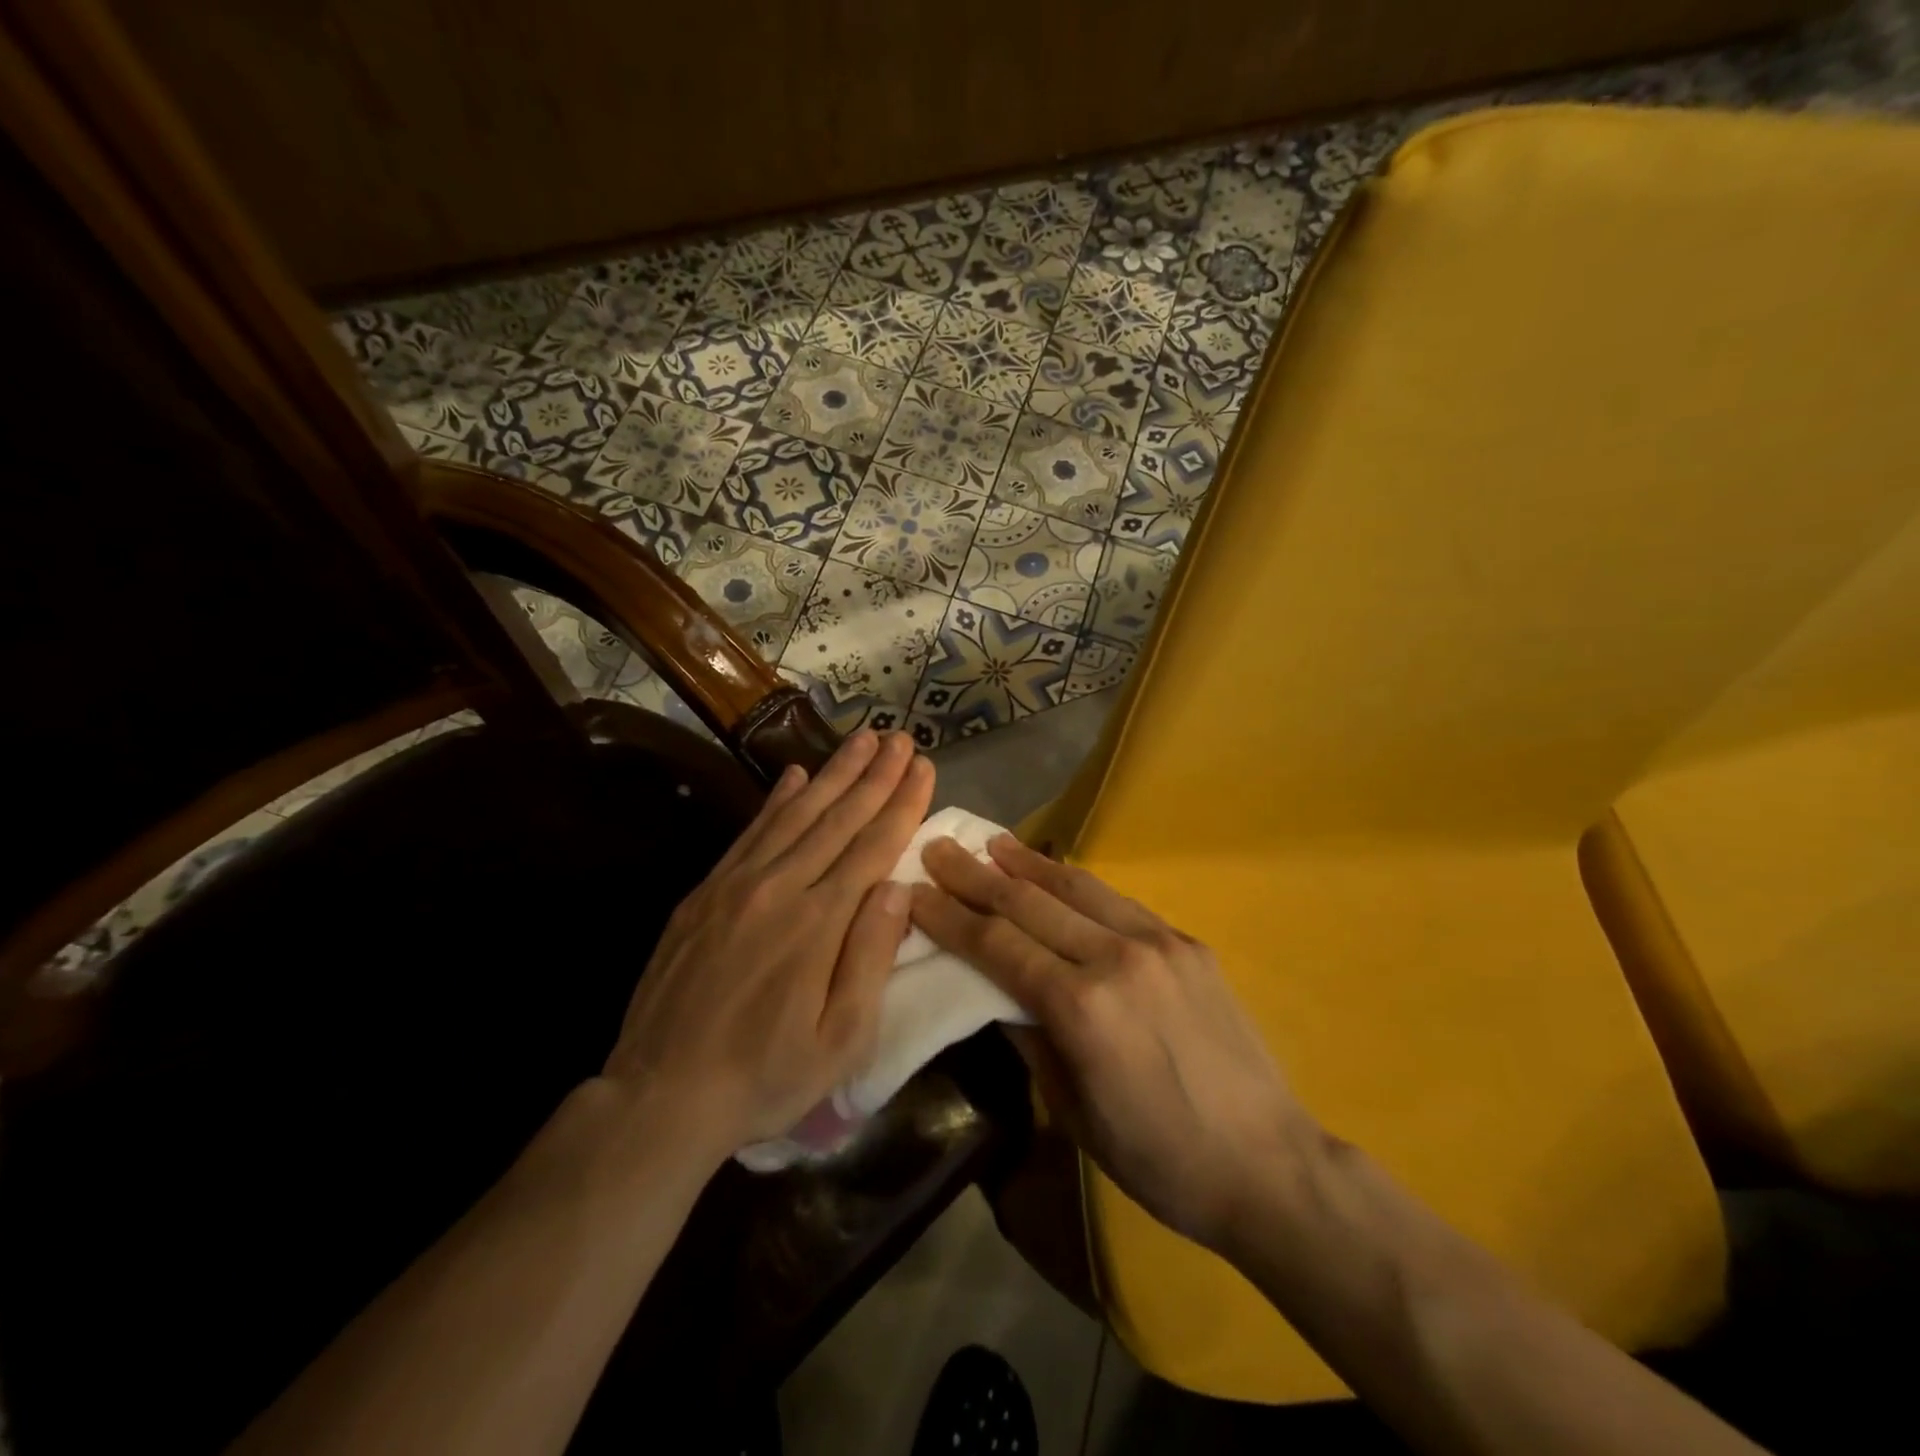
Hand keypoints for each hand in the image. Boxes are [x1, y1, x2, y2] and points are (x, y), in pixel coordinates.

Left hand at [604, 731, 932, 1162]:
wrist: (661, 1096)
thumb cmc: (766, 1076)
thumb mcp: (842, 1039)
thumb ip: (870, 957)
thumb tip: (896, 886)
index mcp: (819, 923)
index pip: (873, 846)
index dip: (902, 803)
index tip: (924, 767)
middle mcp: (780, 888)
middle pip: (838, 818)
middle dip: (875, 774)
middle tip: (901, 737)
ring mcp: (737, 885)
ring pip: (796, 814)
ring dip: (833, 773)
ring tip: (862, 740)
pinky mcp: (705, 892)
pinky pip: (750, 832)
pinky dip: (776, 799)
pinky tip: (794, 774)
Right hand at [910, 835, 1315, 1248]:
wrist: (1267, 1163)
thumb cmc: (1158, 1157)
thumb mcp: (1074, 1111)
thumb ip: (1031, 1039)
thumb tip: (996, 993)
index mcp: (1080, 1007)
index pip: (997, 944)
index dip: (950, 916)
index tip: (915, 891)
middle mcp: (1115, 958)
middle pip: (1029, 903)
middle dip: (976, 875)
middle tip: (939, 848)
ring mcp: (1157, 943)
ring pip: (1076, 886)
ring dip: (1027, 863)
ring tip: (992, 843)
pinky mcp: (1187, 942)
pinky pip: (1118, 901)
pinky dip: (1077, 882)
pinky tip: (1057, 873)